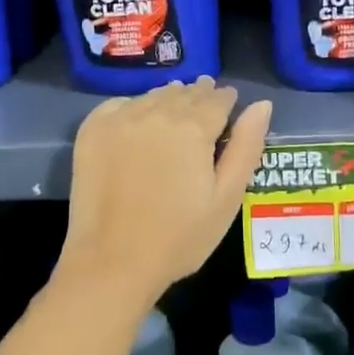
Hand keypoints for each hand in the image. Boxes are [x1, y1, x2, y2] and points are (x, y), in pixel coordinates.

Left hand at [60, 78, 272, 300]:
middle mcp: (156, 113)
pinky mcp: (92, 130)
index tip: (229, 102)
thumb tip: (261, 105)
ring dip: (168, 99)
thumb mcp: (226, 198)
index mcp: (193, 128)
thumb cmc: (179, 237)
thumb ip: (246, 147)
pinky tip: (139, 120)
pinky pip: (120, 105)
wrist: (112, 260)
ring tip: (176, 107)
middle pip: (184, 94)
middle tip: (205, 101)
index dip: (226, 100)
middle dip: (199, 96)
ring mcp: (119, 119)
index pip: (217, 99)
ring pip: (153, 96)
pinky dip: (134, 107)